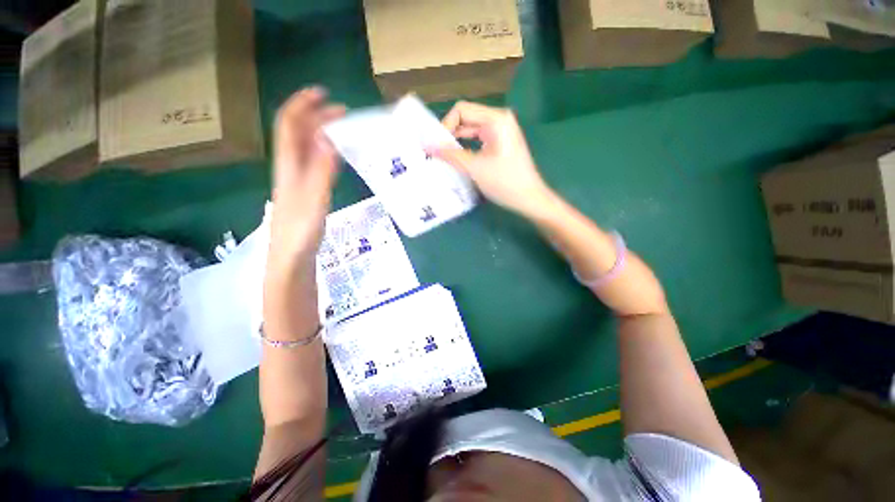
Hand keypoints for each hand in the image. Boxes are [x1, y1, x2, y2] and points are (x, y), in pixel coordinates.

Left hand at [268, 87, 344, 271]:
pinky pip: (314, 162)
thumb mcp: (313, 199)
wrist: (291, 258)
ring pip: (306, 146)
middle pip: (298, 132)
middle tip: (342, 112)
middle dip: (316, 116)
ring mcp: (297, 179)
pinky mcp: (306, 191)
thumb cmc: (300, 232)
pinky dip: (325, 151)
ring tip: (342, 128)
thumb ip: (321, 170)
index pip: (289, 125)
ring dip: (321, 131)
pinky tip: (338, 155)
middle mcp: (290, 167)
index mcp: (288, 165)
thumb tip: (328, 137)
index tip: (323, 93)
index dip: (302, 105)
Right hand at [428, 101, 554, 217]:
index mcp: (495, 119)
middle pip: (466, 117)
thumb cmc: (505, 183)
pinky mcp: (501, 142)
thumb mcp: (475, 169)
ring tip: (443, 155)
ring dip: (456, 140)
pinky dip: (467, 146)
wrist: (530, 199)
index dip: (445, 125)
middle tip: (435, 151)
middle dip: (449, 133)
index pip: (461, 110)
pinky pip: (478, 138)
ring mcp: (501, 130)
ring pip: (471, 129)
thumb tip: (428, 146)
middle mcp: (499, 119)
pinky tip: (457, 157)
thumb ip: (451, 155)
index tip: (436, 146)